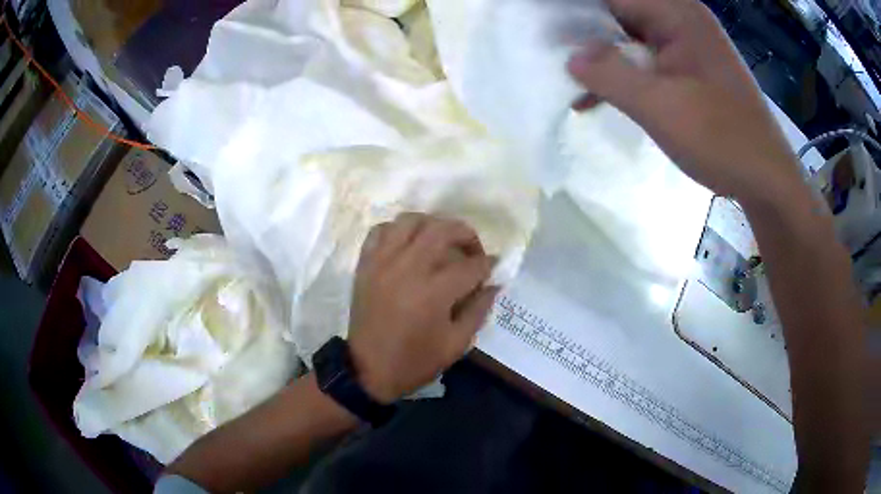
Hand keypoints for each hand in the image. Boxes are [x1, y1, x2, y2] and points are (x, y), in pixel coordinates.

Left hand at [347, 213, 499, 403]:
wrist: (368, 370)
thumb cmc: (415, 361)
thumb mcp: (456, 344)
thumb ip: (479, 310)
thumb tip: (494, 284)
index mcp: (434, 293)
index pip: (471, 265)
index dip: (488, 264)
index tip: (494, 267)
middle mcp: (408, 268)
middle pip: (442, 230)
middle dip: (466, 234)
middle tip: (472, 249)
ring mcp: (383, 262)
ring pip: (410, 221)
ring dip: (431, 224)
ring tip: (440, 241)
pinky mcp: (365, 264)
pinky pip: (381, 230)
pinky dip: (397, 230)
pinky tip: (407, 244)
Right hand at [567, 0, 803, 199]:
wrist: (766, 179)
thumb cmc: (722, 139)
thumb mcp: (661, 106)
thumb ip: (611, 74)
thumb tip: (570, 56)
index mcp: (677, 14)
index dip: (576, 12)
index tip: (545, 29)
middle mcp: (681, 21)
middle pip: (619, 15)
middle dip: (585, 36)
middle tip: (551, 57)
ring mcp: (687, 46)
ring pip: (630, 40)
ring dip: (602, 60)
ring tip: (569, 83)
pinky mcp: (689, 70)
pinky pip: (647, 62)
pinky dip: (623, 77)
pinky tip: (598, 97)